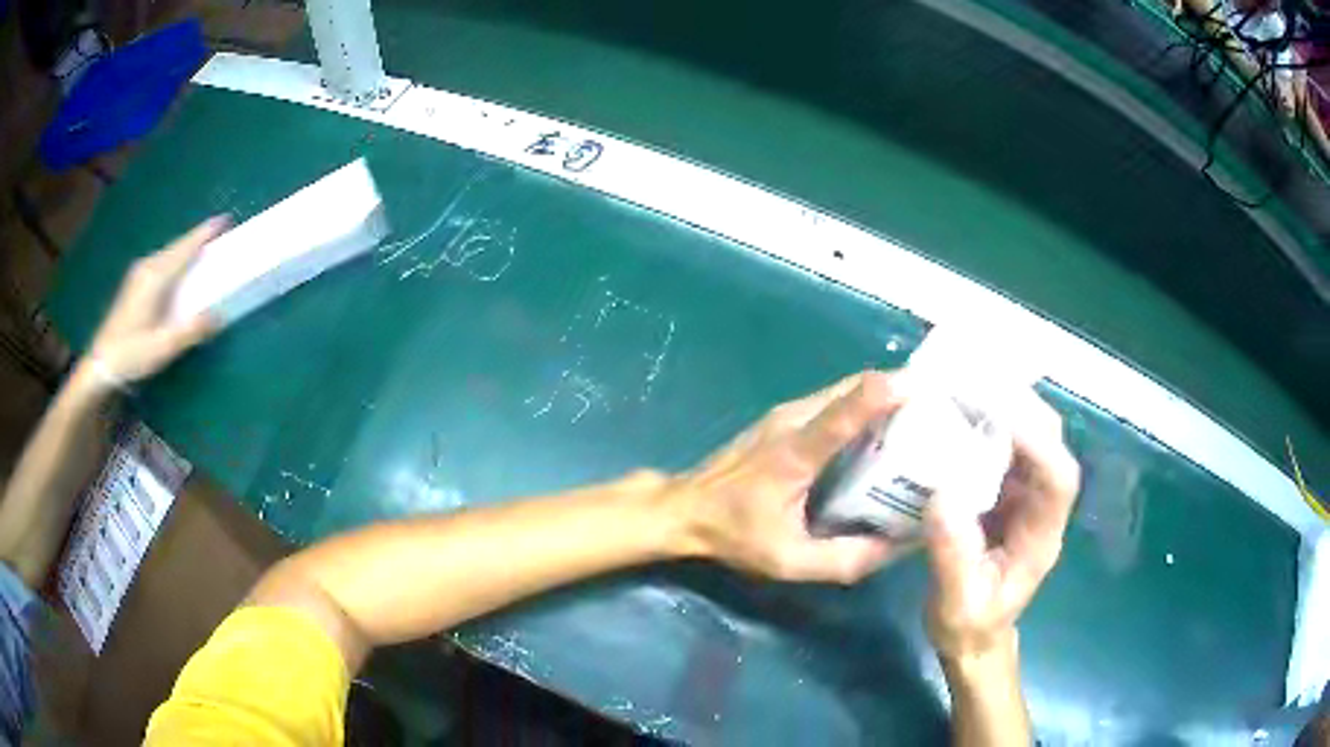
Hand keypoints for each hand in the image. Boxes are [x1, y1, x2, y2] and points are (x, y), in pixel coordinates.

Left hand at [85, 217, 227, 385]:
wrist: (100, 365)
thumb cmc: (131, 355)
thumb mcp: (163, 347)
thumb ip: (191, 330)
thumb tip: (219, 315)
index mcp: (156, 277)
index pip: (184, 248)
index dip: (204, 233)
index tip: (225, 220)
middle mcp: (147, 268)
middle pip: (176, 246)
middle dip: (197, 238)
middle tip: (218, 235)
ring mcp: (138, 274)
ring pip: (168, 253)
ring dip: (185, 248)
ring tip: (202, 250)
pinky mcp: (134, 284)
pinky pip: (160, 262)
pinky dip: (174, 259)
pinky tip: (178, 269)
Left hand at [675, 371, 906, 583]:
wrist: (685, 509)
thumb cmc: (735, 534)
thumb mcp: (790, 560)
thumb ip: (846, 559)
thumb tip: (900, 546)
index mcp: (796, 452)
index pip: (845, 410)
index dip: (885, 392)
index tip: (927, 387)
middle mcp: (793, 419)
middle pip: (853, 386)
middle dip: (898, 389)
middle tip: (939, 409)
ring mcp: (787, 412)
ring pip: (845, 388)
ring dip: (883, 394)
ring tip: (921, 416)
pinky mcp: (785, 417)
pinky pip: (834, 400)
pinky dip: (864, 404)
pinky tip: (883, 429)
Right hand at [923, 390, 1079, 660]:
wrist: (973, 638)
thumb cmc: (970, 626)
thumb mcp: (957, 603)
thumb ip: (953, 555)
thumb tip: (942, 492)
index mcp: (1042, 537)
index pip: (1058, 479)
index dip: (1038, 443)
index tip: (999, 416)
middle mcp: (1041, 507)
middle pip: (1050, 444)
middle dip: (1022, 409)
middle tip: (977, 382)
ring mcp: (1025, 497)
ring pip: (1030, 437)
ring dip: (1004, 407)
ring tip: (964, 385)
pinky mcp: (1005, 493)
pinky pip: (1004, 447)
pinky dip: (986, 423)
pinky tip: (958, 412)